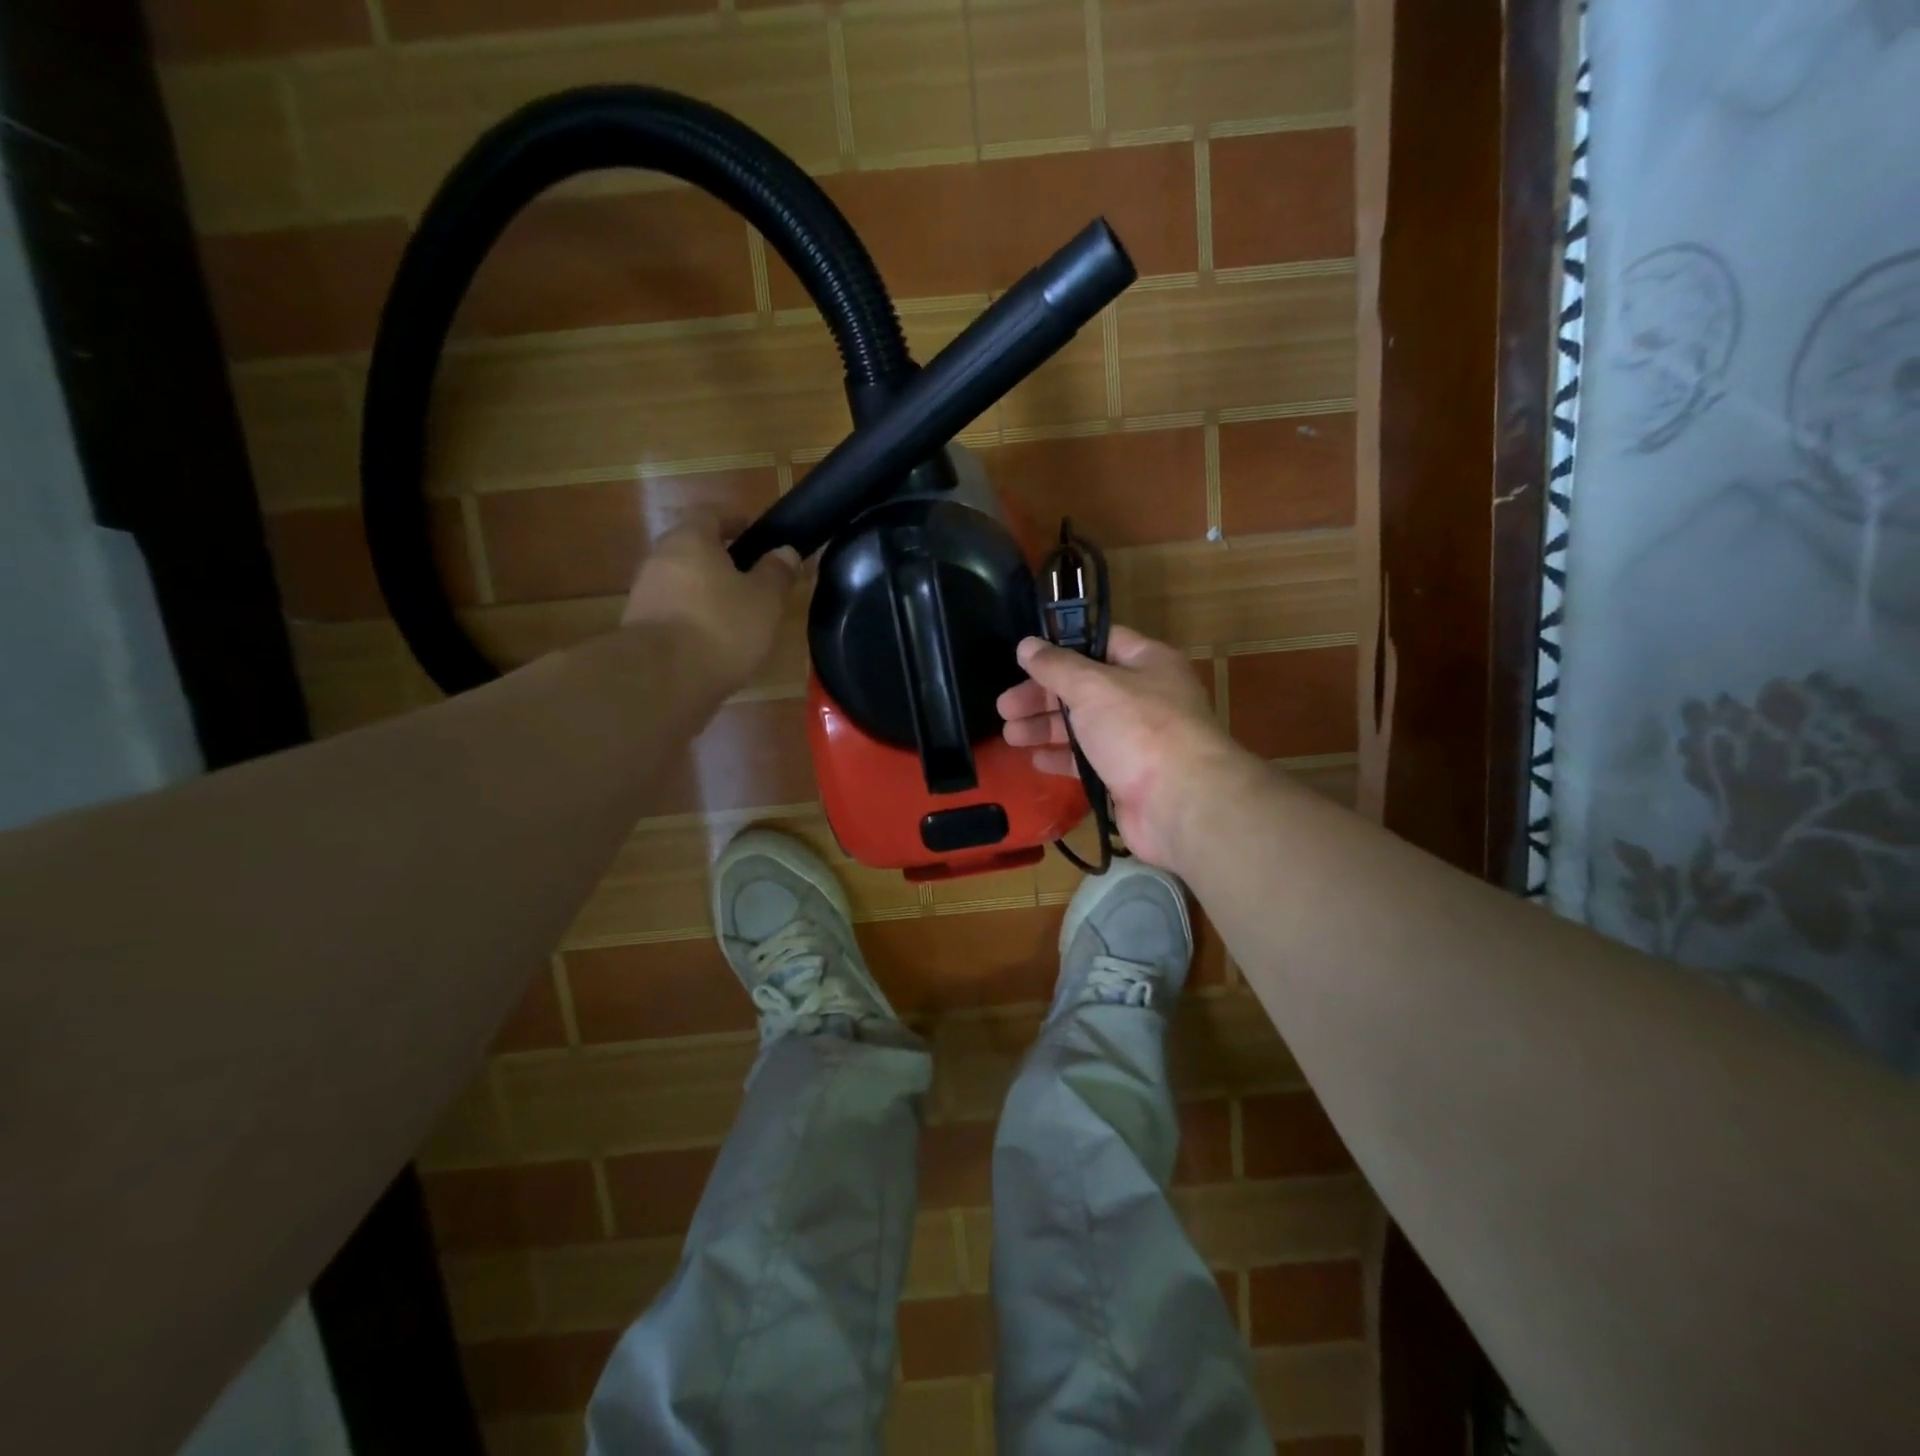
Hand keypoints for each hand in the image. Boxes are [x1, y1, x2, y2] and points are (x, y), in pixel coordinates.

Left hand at [622, 513, 799, 693]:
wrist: (662, 680)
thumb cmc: (721, 627)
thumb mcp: (765, 600)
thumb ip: (777, 573)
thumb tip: (786, 552)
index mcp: (690, 540)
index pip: (711, 513)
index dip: (735, 519)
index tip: (755, 533)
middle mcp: (660, 558)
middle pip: (692, 547)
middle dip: (720, 558)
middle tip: (751, 577)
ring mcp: (645, 593)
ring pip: (682, 581)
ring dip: (706, 591)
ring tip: (736, 614)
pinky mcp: (639, 628)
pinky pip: (673, 612)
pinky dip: (693, 618)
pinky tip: (713, 641)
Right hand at [997, 625, 1251, 869]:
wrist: (1180, 802)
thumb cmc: (1138, 728)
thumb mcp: (1092, 686)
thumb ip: (1056, 666)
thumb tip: (1026, 645)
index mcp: (1147, 662)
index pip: (1100, 643)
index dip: (1062, 647)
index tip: (1024, 657)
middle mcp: (1145, 697)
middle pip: (1084, 688)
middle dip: (1043, 696)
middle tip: (1004, 707)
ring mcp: (1137, 739)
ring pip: (1084, 725)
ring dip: (1046, 727)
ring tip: (1009, 734)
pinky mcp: (1127, 776)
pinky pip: (1089, 760)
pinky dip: (1062, 758)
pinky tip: (1034, 759)